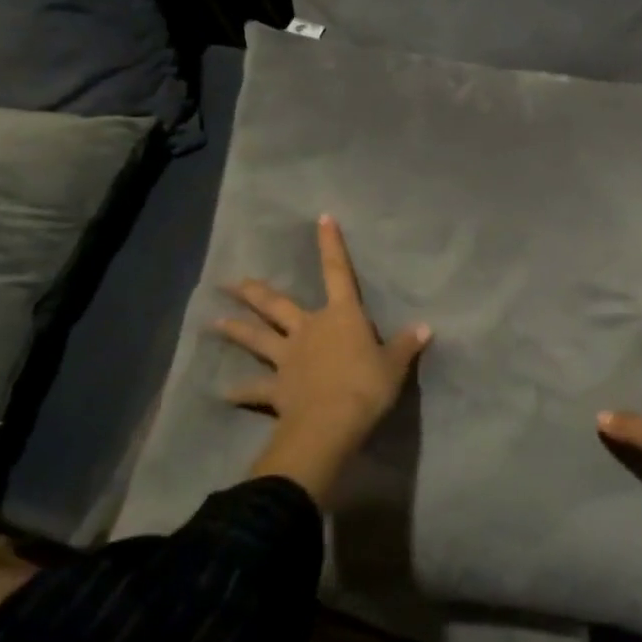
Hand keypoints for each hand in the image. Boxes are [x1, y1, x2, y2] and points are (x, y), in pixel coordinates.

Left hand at [217, 214, 430, 504]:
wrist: (331, 422)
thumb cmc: (367, 386)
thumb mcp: (395, 365)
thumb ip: (407, 345)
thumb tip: (427, 327)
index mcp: (342, 317)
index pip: (338, 273)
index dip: (332, 245)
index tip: (322, 219)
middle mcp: (309, 329)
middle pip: (277, 306)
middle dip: (254, 293)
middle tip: (229, 283)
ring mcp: (287, 358)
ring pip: (257, 338)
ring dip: (236, 330)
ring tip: (214, 321)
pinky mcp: (276, 388)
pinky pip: (254, 388)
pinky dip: (240, 391)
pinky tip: (224, 393)